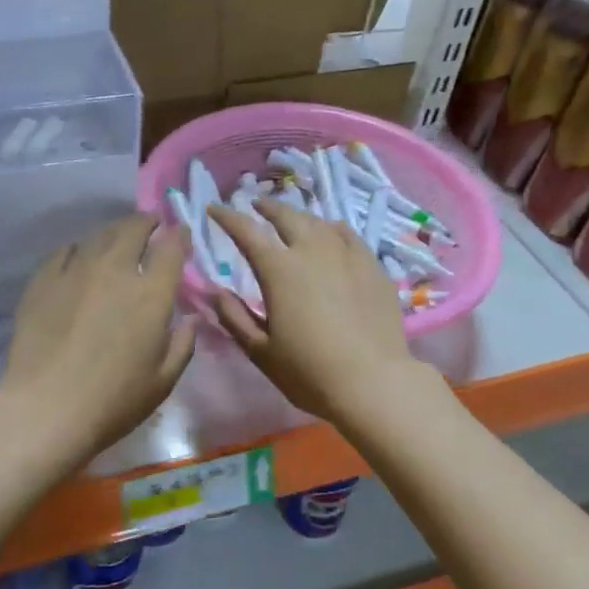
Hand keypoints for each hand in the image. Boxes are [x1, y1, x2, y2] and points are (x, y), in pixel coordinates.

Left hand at [0, 214, 197, 467]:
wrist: (46, 409)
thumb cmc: (114, 401)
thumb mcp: (163, 381)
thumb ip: (183, 344)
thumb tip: (191, 319)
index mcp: (152, 293)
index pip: (172, 247)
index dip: (180, 235)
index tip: (181, 234)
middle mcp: (116, 269)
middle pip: (134, 228)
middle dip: (147, 222)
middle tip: (151, 226)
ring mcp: (76, 270)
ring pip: (100, 234)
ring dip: (115, 232)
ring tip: (118, 239)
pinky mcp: (43, 279)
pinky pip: (65, 251)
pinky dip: (79, 249)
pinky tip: (79, 258)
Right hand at [206, 200, 428, 425]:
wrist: (374, 382)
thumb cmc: (309, 371)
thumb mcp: (260, 351)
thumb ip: (234, 318)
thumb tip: (215, 292)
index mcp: (279, 270)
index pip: (247, 232)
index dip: (227, 217)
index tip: (214, 209)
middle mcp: (312, 251)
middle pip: (287, 216)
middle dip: (267, 207)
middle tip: (257, 206)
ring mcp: (347, 255)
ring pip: (319, 222)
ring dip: (300, 216)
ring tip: (293, 219)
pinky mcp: (373, 266)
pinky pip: (348, 235)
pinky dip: (332, 229)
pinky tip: (332, 234)